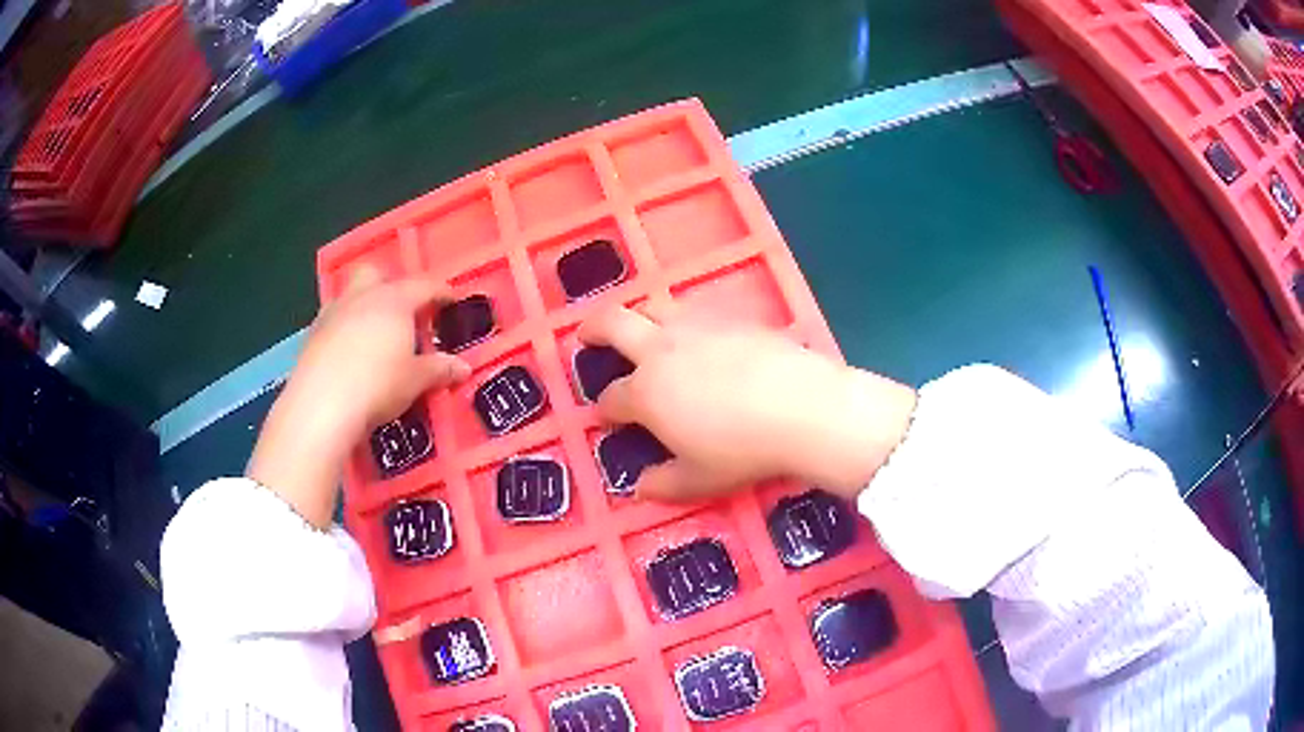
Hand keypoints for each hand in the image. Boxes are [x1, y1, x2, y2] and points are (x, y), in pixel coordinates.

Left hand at [247, 270, 469, 526]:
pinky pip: (332, 321)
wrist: (321, 405)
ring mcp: (332, 313)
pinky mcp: (311, 335)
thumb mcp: (416, 380)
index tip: (452, 301)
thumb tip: (463, 367)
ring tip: (374, 337)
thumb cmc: (378, 384)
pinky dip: (344, 331)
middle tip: (403, 313)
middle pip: (376, 274)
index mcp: (393, 301)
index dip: (441, 292)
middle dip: (390, 285)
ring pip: (350, 296)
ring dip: (363, 308)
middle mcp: (362, 297)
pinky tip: (348, 356)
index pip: (424, 286)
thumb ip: (439, 370)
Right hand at [578, 304, 916, 503]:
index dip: (605, 408)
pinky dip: (685, 323)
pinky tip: (702, 340)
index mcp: (646, 393)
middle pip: (614, 324)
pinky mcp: (731, 318)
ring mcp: (697, 328)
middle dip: (593, 328)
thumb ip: (663, 484)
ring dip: (641, 318)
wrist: (800, 407)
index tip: (606, 415)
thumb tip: (639, 489)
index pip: (612, 398)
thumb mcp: (698, 480)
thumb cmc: (742, 450)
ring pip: (655, 309)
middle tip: (586, 335)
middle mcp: (662, 351)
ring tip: (645, 332)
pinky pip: (696, 313)